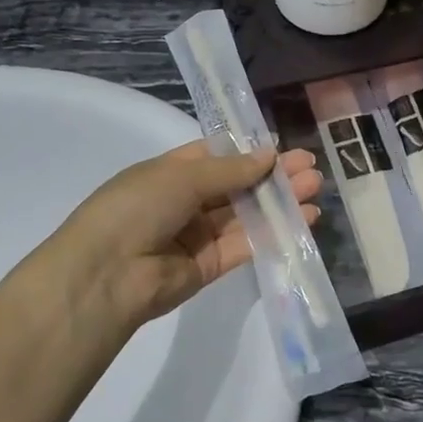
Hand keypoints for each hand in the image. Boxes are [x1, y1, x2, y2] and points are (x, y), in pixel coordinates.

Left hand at [25, 142, 322, 338]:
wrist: (106, 275)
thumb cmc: (137, 208)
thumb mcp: (182, 177)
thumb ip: (231, 169)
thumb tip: (270, 154)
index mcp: (171, 172)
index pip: (217, 155)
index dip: (250, 150)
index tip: (283, 146)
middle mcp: (186, 201)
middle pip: (238, 184)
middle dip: (273, 175)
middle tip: (310, 168)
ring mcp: (199, 234)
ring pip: (247, 213)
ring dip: (280, 201)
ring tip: (315, 189)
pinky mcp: (212, 265)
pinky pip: (248, 243)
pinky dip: (275, 231)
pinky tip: (304, 219)